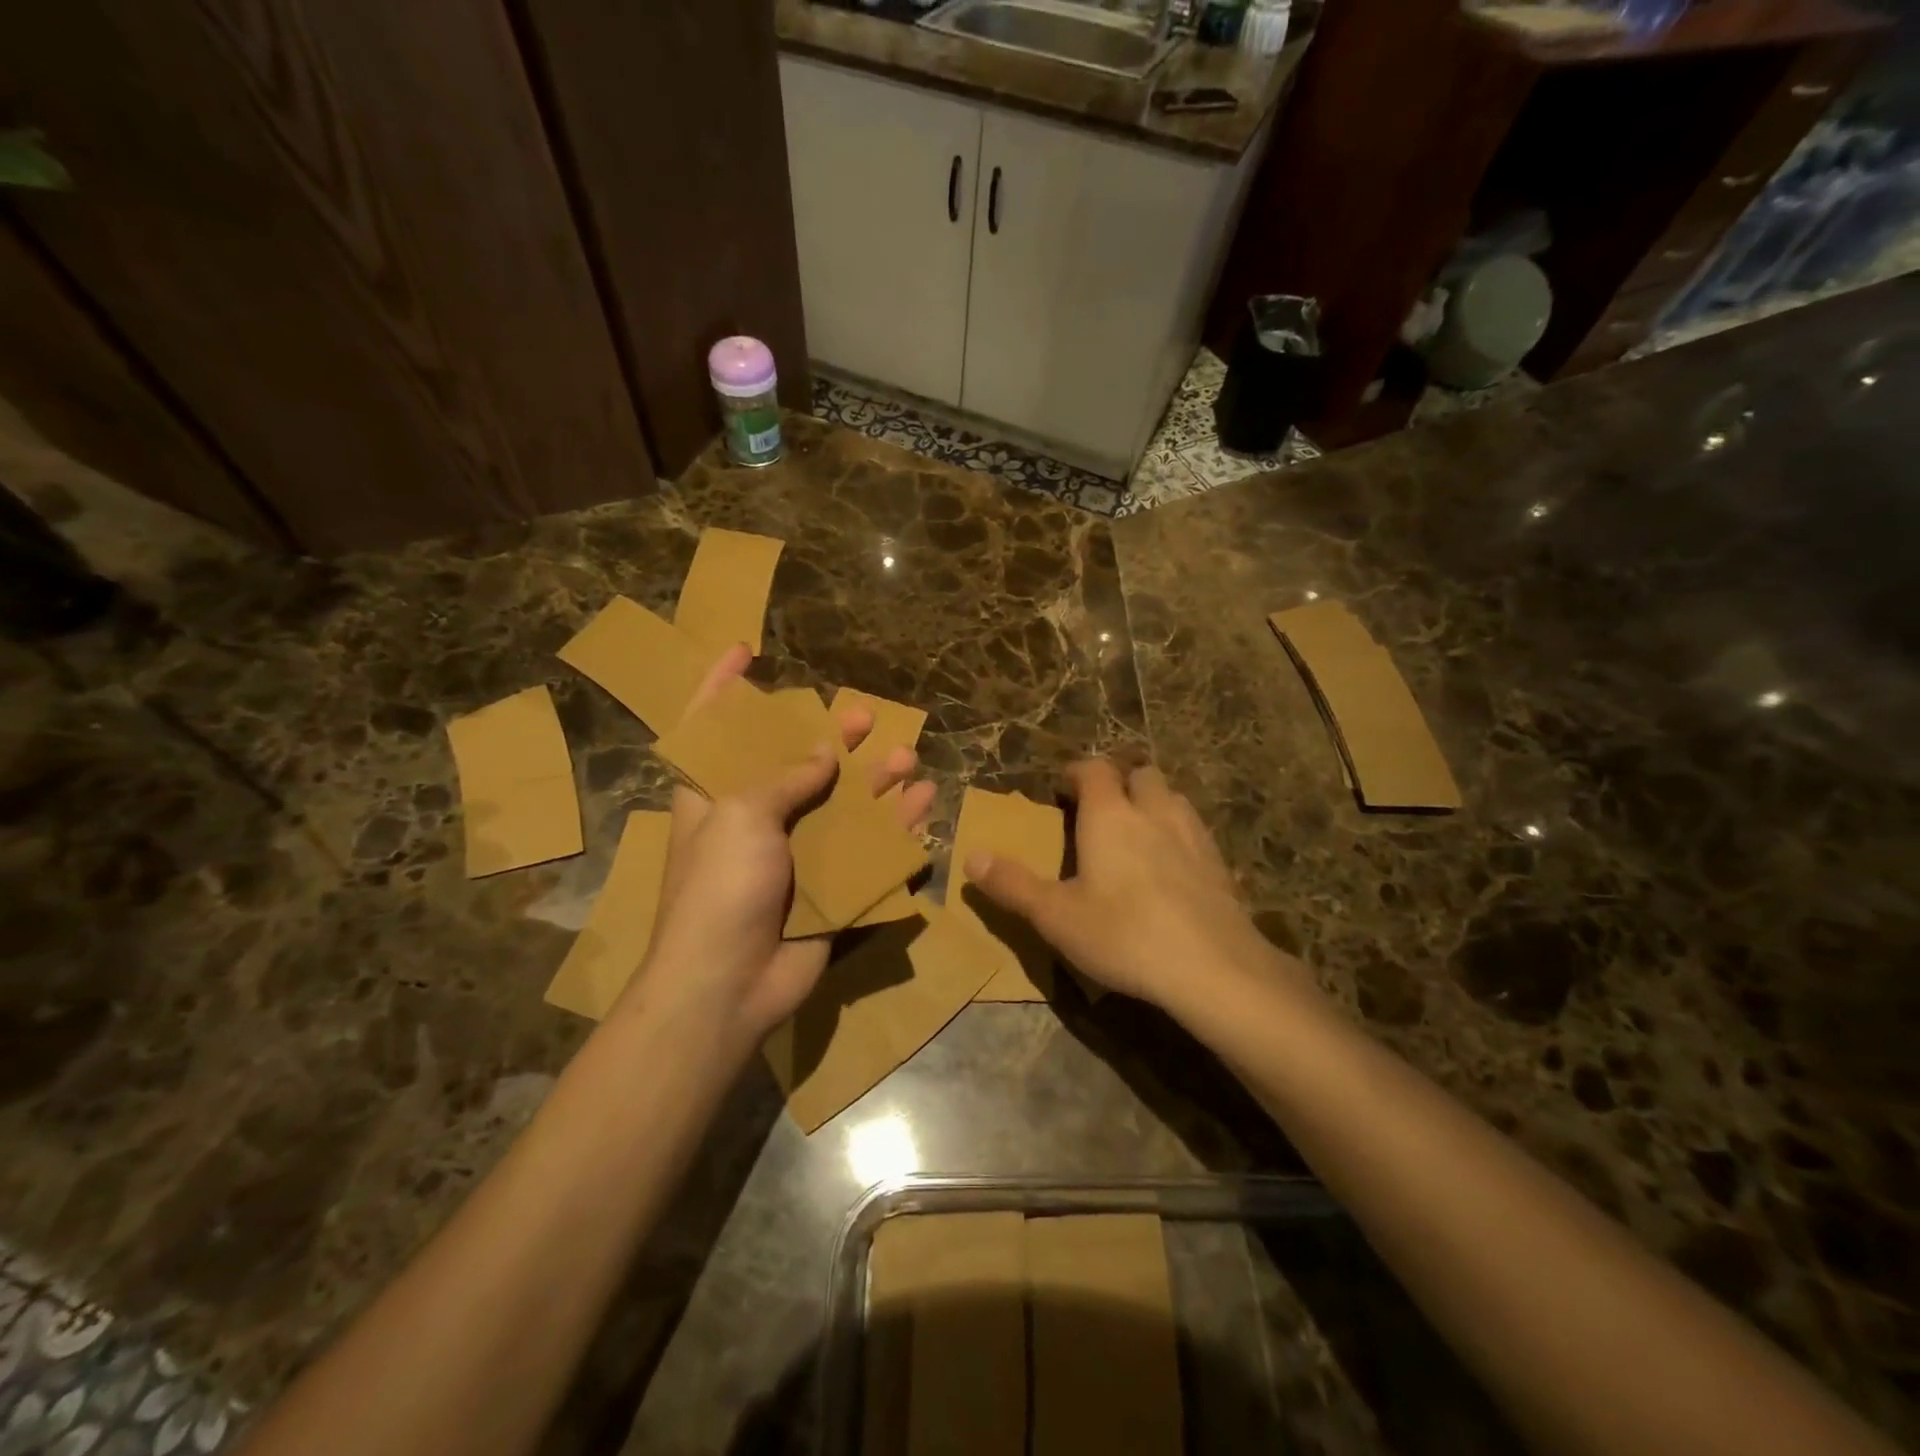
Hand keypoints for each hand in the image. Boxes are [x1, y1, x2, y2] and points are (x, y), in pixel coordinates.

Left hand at [611, 645, 935, 1052]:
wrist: (728, 985)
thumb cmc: (720, 887)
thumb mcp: (742, 816)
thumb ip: (786, 779)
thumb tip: (825, 755)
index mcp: (715, 796)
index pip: (712, 727)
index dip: (724, 686)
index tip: (745, 650)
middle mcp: (755, 820)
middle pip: (795, 764)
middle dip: (830, 738)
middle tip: (864, 716)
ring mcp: (794, 856)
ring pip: (841, 807)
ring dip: (873, 783)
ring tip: (905, 759)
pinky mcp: (827, 888)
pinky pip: (867, 851)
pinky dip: (895, 830)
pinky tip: (923, 807)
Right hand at [965, 758, 1290, 1015]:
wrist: (1213, 967)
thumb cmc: (1124, 935)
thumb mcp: (1056, 916)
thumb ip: (1013, 884)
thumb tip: (971, 857)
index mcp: (1110, 815)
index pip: (1094, 770)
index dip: (1076, 772)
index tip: (1061, 788)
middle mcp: (1153, 812)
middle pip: (1139, 773)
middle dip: (1118, 780)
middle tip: (1099, 807)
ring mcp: (1192, 834)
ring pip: (1171, 797)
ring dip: (1151, 801)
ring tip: (1135, 830)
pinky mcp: (1219, 862)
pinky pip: (1194, 829)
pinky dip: (1177, 831)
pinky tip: (1171, 864)